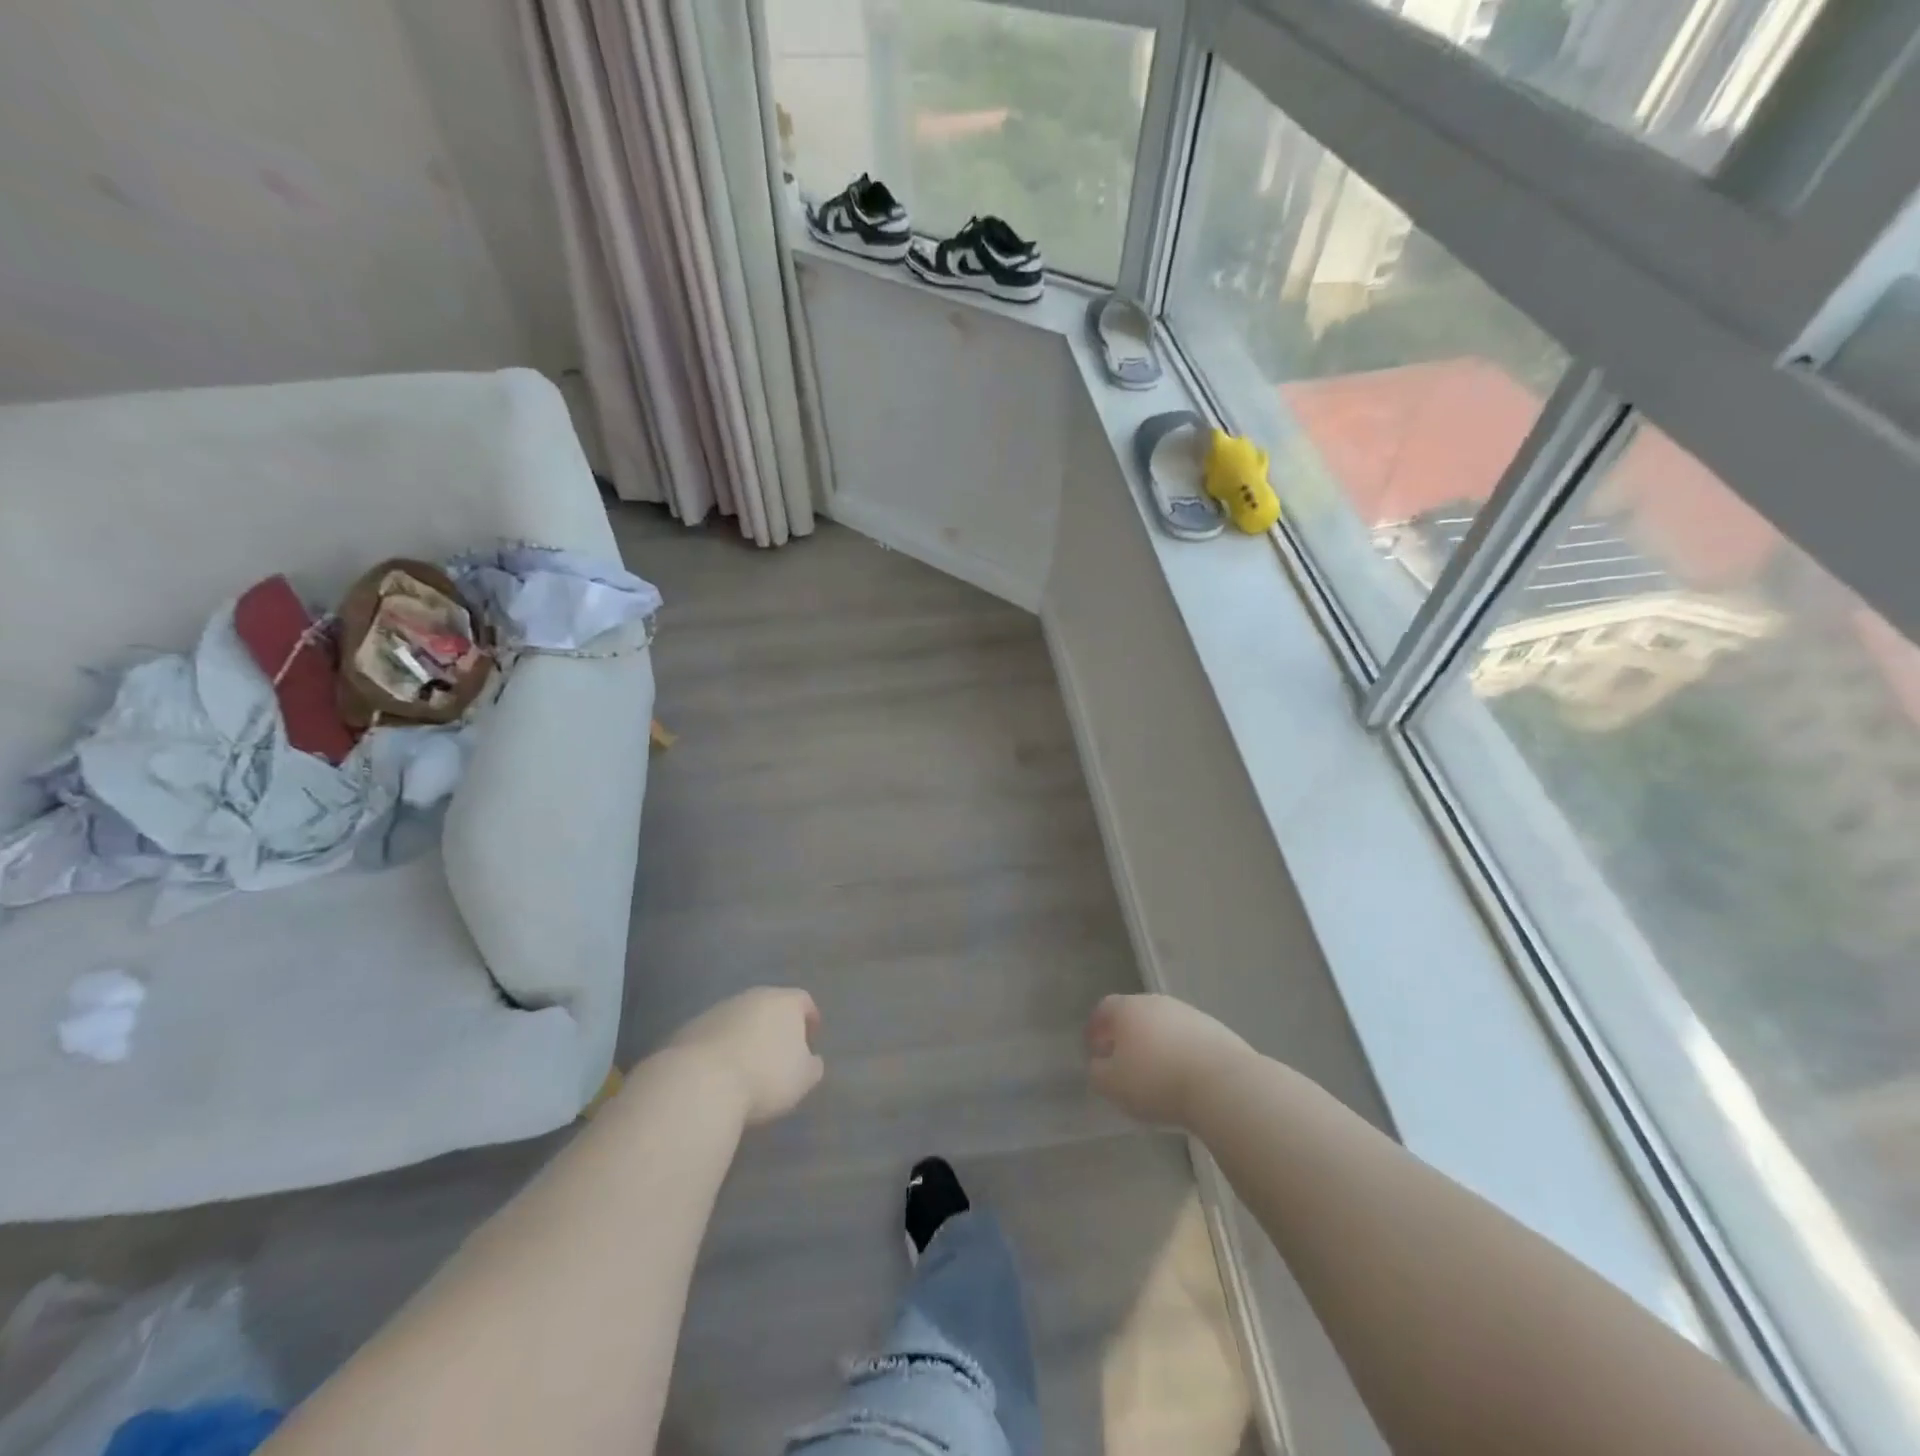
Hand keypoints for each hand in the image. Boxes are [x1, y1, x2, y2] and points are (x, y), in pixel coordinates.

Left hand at [669, 988, 823, 1125]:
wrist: (701, 1083)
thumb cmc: (764, 1077)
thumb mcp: (803, 1079)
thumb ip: (812, 1065)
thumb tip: (811, 1059)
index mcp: (784, 1002)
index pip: (803, 1001)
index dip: (809, 1019)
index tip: (811, 1039)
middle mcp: (752, 996)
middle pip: (769, 1006)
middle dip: (776, 1026)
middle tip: (779, 1054)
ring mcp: (718, 1009)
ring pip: (739, 1019)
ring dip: (746, 1036)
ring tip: (747, 1066)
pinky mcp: (690, 1028)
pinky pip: (714, 1035)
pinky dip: (721, 1047)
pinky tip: (719, 1073)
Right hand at [1087, 993, 1251, 1127]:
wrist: (1223, 1086)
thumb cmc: (1157, 1082)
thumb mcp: (1113, 1085)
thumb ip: (1098, 1072)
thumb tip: (1099, 1064)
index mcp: (1129, 1009)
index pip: (1104, 1008)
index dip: (1096, 1028)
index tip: (1093, 1048)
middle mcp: (1158, 1003)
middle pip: (1136, 1014)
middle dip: (1126, 1035)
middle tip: (1122, 1060)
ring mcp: (1190, 1014)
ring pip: (1164, 1026)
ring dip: (1156, 1043)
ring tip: (1155, 1072)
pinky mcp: (1217, 1031)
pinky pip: (1189, 1039)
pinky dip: (1181, 1053)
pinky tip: (1184, 1077)